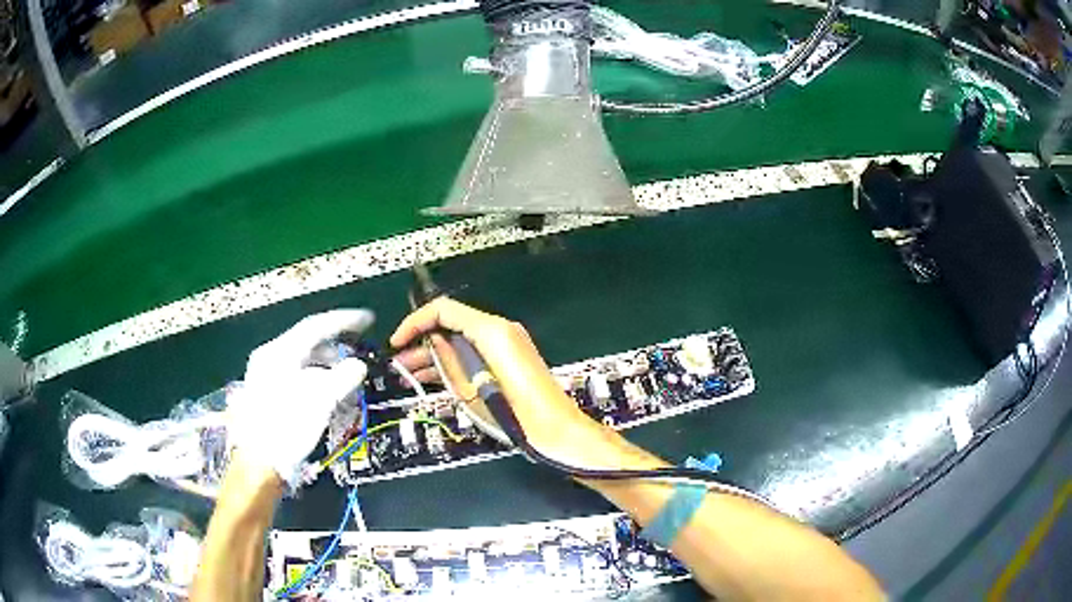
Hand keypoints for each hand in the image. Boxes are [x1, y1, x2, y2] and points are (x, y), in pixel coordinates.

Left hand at [228, 310, 373, 485]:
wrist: (259, 462)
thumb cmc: (288, 427)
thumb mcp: (321, 400)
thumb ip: (343, 377)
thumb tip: (358, 365)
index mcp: (279, 352)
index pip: (316, 326)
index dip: (344, 321)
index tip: (368, 320)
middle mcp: (269, 357)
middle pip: (307, 342)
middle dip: (335, 346)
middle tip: (357, 350)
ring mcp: (264, 375)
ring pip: (301, 360)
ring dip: (325, 365)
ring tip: (345, 376)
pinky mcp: (265, 393)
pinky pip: (294, 374)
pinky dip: (314, 377)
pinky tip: (325, 392)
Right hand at [391, 299, 658, 469]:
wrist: (557, 431)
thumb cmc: (515, 414)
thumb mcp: (472, 390)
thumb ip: (448, 360)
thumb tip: (430, 342)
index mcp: (491, 330)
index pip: (443, 310)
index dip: (415, 323)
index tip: (397, 342)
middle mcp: (501, 329)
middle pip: (453, 323)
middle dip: (422, 341)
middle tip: (399, 363)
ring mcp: (508, 343)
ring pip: (462, 339)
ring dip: (435, 354)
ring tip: (407, 373)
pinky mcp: (511, 359)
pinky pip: (475, 352)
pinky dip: (454, 361)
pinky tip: (432, 377)